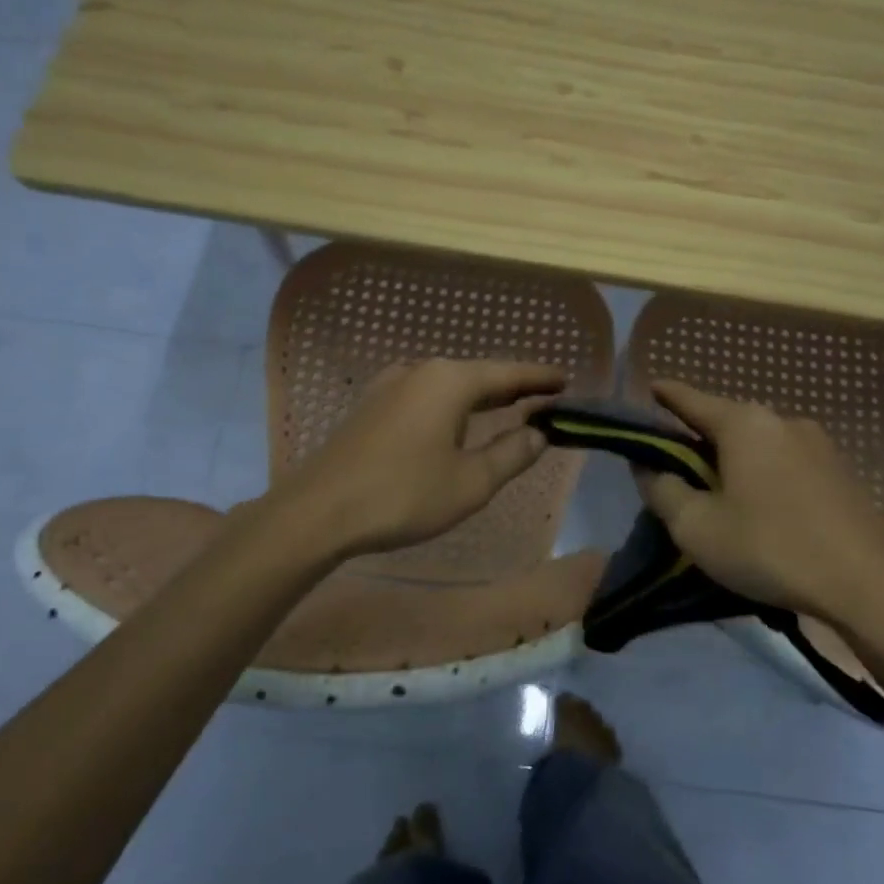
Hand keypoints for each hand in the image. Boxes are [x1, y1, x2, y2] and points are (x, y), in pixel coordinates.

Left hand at [273, 358, 567, 556]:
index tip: (566, 380)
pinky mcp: (370, 406)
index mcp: (449, 381)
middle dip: (511, 386)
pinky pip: (424, 396)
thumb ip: (511, 454)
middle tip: (544, 395)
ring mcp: (389, 386)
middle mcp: (419, 371)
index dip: (539, 377)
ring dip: (480, 396)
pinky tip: (454, 421)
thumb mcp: (470, 482)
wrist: (317, 511)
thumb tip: (537, 434)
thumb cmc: (403, 495)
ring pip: (448, 384)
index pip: (508, 373)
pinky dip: (451, 404)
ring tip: (506, 406)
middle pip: (478, 374)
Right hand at [637, 380, 883, 625]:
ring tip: (720, 495)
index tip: (649, 388)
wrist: (869, 586)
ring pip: (760, 445)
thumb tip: (648, 467)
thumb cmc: (770, 548)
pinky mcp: (842, 473)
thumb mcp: (697, 528)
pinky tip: (763, 510)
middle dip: (699, 439)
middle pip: (727, 423)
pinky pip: (787, 464)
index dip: (665, 395)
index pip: (691, 400)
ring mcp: (819, 446)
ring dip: (735, 462)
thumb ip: (663, 491)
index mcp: (744, 424)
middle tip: (676, 468)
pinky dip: (765, 476)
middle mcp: (783, 421)